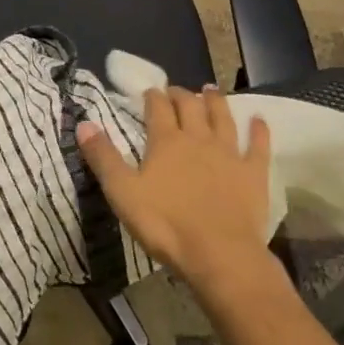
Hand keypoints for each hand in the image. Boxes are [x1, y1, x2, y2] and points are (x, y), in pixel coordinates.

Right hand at [78, 86, 271, 293]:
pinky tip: (259, 120)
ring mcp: (229, 154)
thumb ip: (103, 157)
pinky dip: (259, 130)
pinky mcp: (253, 173)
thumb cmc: (165, 225)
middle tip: (176, 90)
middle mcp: (198, 139)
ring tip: (211, 90)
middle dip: (181, 95)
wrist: (219, 254)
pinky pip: (258, 145)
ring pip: (222, 118)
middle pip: (190, 107)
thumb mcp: (123, 192)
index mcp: (166, 142)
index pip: (158, 108)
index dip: (153, 97)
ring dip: (216, 101)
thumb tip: (84, 123)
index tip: (149, 91)